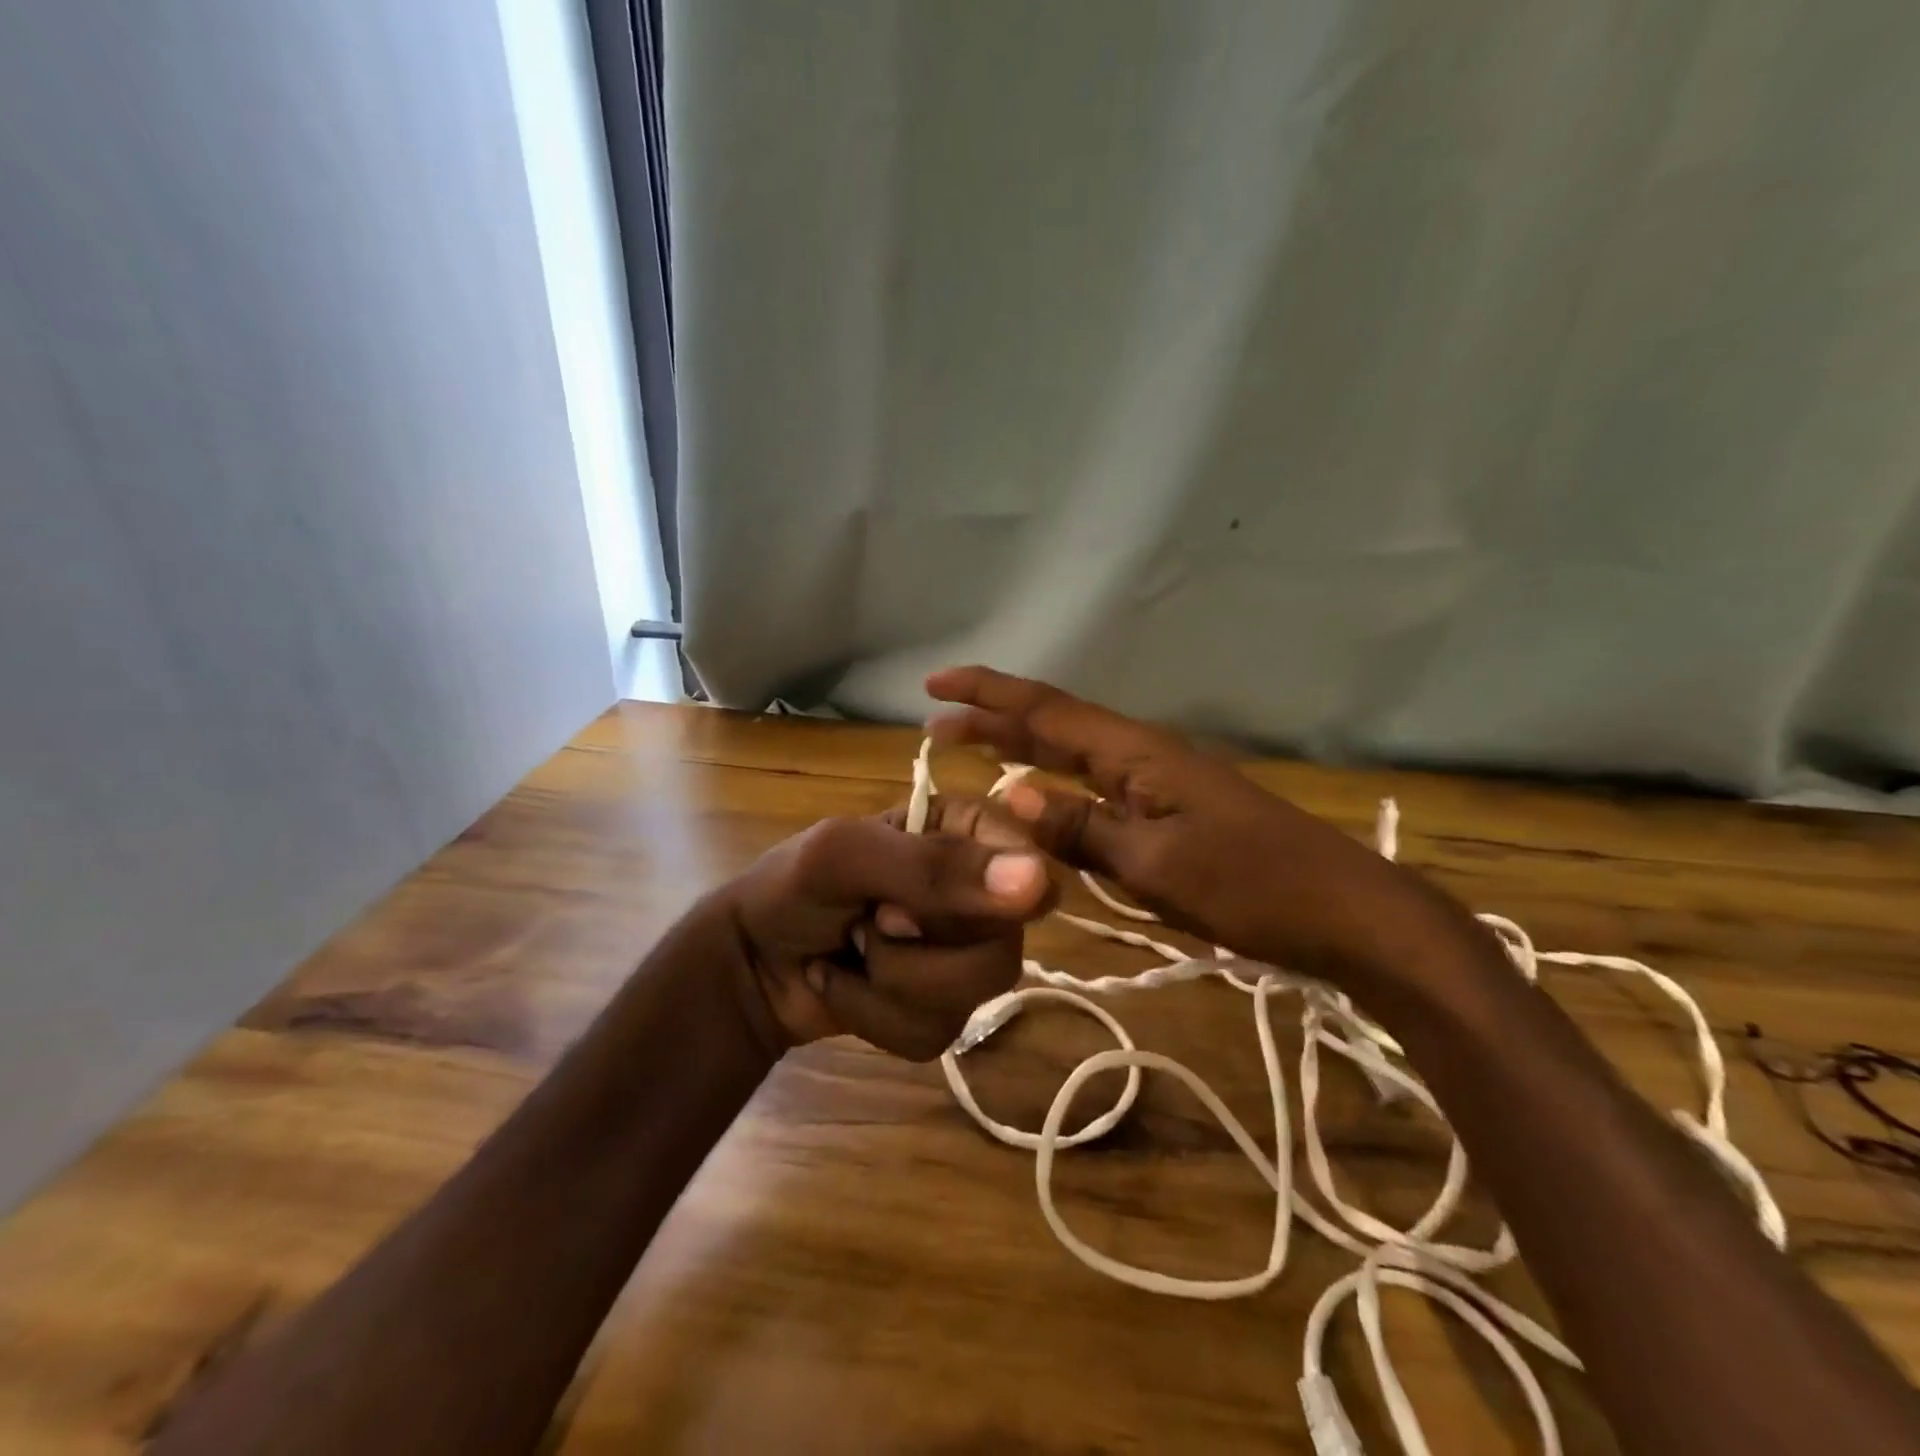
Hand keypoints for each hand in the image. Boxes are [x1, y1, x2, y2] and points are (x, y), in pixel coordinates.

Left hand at [721, 797, 1055, 1059]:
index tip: (910, 903)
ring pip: (974, 997)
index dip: (984, 896)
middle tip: (869, 922)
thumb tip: (1040, 883)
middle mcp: (978, 893)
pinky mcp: (941, 1011)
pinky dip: (875, 1019)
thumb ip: (936, 867)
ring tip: (852, 953)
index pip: (1029, 863)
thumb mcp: (847, 857)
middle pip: (1006, 945)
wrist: (748, 964)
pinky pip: (937, 1034)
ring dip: (891, 984)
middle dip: (919, 949)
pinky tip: (845, 987)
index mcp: (965, 832)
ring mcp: (963, 956)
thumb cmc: (792, 886)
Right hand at [925, 666, 1433, 986]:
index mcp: (1137, 755)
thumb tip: (1010, 793)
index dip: (988, 694)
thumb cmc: (1254, 886)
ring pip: (1076, 755)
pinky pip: (1097, 786)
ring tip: (975, 747)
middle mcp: (1144, 756)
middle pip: (1056, 725)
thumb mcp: (1158, 864)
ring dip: (1023, 747)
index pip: (1048, 710)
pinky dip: (1057, 784)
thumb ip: (1083, 828)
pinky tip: (1044, 799)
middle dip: (995, 718)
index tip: (934, 685)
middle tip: (937, 724)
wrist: (1347, 914)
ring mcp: (1161, 784)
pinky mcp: (1173, 813)